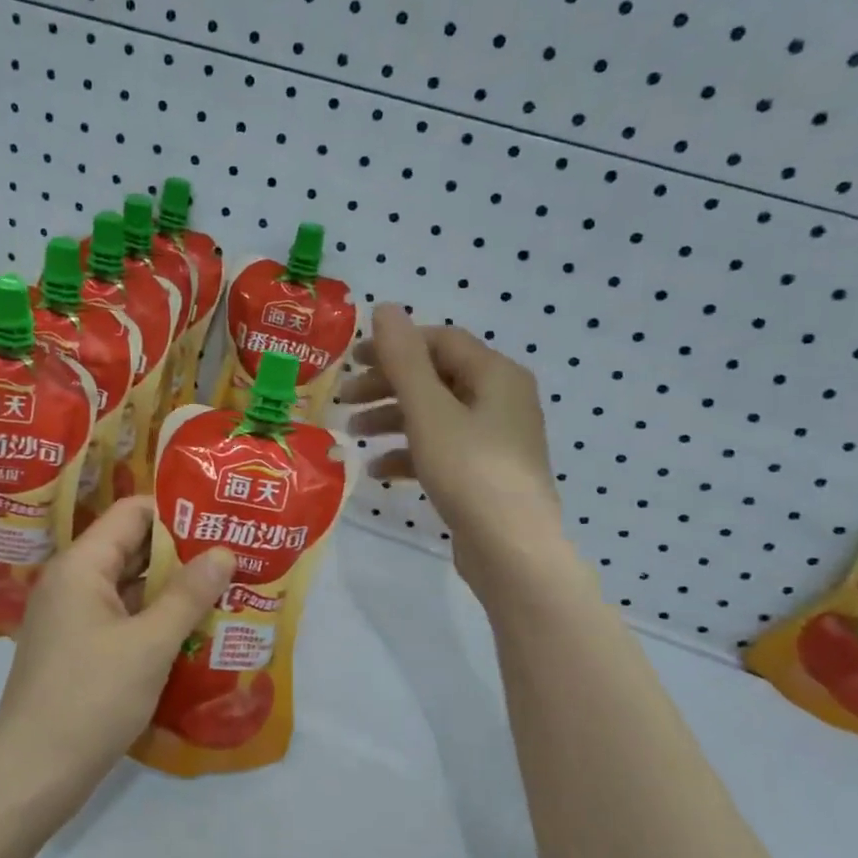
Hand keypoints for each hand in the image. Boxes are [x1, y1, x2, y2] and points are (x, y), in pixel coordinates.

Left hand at [0, 496, 234, 809]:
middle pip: (132, 548)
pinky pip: (123, 618)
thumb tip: (223, 552)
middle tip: (235, 554)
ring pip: (130, 587)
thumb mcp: (149, 645)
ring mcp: (73, 618)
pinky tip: (195, 629)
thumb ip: (188, 595)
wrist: (33, 775)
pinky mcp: (79, 649)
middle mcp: (73, 582)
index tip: (221, 520)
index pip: (131, 513)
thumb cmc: (91, 699)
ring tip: (227, 588)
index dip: (176, 512)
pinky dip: (156, 619)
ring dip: (173, 589)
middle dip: (182, 552)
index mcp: (81, 566)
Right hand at [340, 303, 568, 594]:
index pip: (440, 341)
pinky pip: (442, 449)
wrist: (512, 550)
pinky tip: (379, 471)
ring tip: (353, 435)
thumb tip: (385, 308)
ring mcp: (495, 439)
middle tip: (345, 398)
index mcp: (496, 375)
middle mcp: (501, 400)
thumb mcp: (429, 411)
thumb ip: (404, 359)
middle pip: (435, 378)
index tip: (351, 360)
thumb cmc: (470, 471)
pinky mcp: (485, 473)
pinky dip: (409, 453)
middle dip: (387, 386)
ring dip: (392, 420)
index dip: (394, 345)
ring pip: (435, 415)